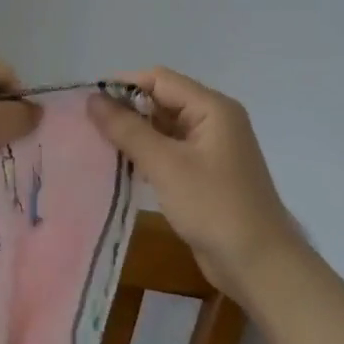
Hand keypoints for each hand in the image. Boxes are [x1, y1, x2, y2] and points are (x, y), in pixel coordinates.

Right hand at [88, 68, 304, 304]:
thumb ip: (127, 129)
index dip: (123, 85)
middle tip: (86, 126)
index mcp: (212, 108)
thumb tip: (92, 99)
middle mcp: (214, 120)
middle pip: (162, 100)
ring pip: (163, 127)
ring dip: (133, 133)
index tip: (87, 103)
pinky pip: (169, 151)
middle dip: (126, 110)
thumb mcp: (165, 164)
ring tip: (96, 144)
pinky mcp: (204, 173)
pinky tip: (120, 165)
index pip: (159, 79)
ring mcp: (210, 148)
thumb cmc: (213, 206)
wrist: (257, 263)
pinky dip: (146, 154)